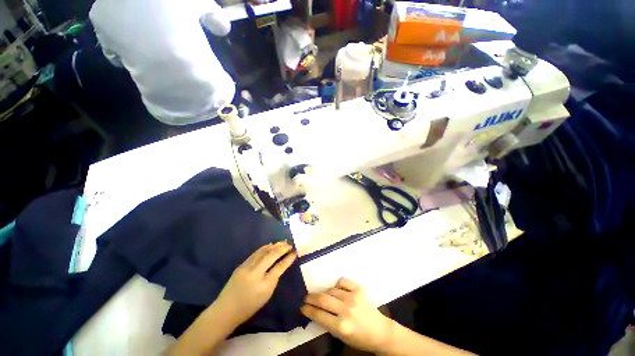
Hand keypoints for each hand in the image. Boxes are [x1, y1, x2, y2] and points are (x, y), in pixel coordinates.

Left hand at [214, 241, 296, 327]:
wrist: (226, 309)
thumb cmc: (249, 306)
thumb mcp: (267, 295)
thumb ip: (274, 279)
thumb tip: (279, 265)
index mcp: (264, 284)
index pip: (279, 267)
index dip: (288, 258)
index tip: (294, 252)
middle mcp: (255, 273)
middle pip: (271, 255)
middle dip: (282, 248)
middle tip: (289, 244)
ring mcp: (246, 268)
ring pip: (263, 252)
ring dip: (274, 246)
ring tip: (282, 242)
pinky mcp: (241, 265)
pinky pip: (255, 253)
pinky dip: (264, 248)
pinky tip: (270, 245)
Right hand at [301, 278, 394, 353]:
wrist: (380, 331)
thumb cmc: (359, 338)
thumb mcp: (341, 336)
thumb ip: (327, 323)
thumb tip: (315, 310)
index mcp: (341, 326)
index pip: (319, 315)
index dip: (308, 309)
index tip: (302, 306)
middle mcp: (346, 310)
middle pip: (323, 299)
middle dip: (311, 298)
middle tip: (306, 297)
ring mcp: (353, 297)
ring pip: (331, 290)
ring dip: (325, 293)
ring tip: (323, 296)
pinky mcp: (359, 289)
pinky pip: (342, 281)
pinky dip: (337, 284)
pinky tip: (337, 289)